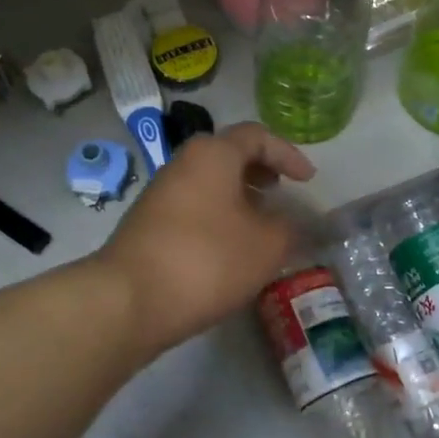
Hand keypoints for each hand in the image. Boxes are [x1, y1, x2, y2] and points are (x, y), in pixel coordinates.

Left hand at [95, 123, 315, 355]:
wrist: (129, 301)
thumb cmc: (207, 260)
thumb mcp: (267, 245)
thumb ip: (290, 227)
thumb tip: (293, 222)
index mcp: (213, 154)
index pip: (257, 136)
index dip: (288, 154)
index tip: (308, 180)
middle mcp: (183, 164)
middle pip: (228, 156)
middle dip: (260, 173)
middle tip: (281, 194)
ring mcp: (160, 194)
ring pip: (209, 184)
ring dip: (239, 198)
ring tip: (261, 226)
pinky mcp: (148, 225)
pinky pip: (193, 208)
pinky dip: (218, 218)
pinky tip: (229, 250)